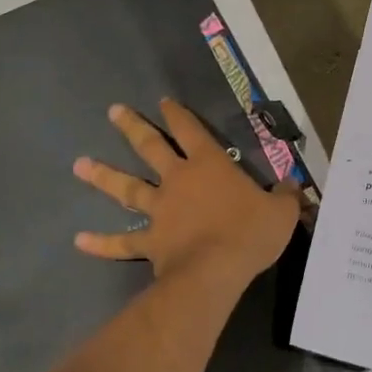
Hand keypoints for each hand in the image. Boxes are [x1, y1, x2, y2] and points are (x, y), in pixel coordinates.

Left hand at [73, 100, 299, 286]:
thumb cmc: (249, 233)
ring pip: (127, 189)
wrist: (215, 270)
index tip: (163, 101)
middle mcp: (177, 181)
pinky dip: (101, 243)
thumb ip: (284, 196)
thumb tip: (292, 188)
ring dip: (103, 176)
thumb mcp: (280, 211)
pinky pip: (122, 242)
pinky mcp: (149, 242)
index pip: (191, 130)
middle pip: (150, 148)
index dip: (178, 114)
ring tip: (79, 164)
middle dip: (132, 128)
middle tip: (113, 112)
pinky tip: (79, 240)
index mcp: (209, 166)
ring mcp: (159, 210)